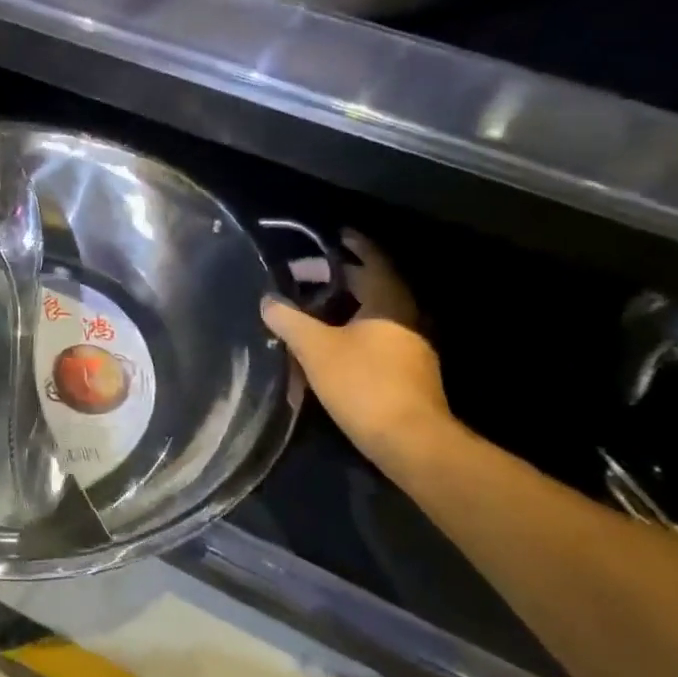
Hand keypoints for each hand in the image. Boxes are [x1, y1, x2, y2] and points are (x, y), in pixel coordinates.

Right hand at [261, 231, 454, 473]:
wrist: (410, 441)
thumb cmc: (364, 384)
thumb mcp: (315, 348)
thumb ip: (289, 320)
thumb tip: (268, 301)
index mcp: (388, 302)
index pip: (373, 260)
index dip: (355, 245)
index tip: (336, 234)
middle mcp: (405, 318)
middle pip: (371, 287)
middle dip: (339, 278)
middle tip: (305, 275)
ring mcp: (410, 347)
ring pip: (373, 315)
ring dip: (344, 307)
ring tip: (310, 309)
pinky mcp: (406, 373)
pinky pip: (376, 338)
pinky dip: (351, 331)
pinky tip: (328, 346)